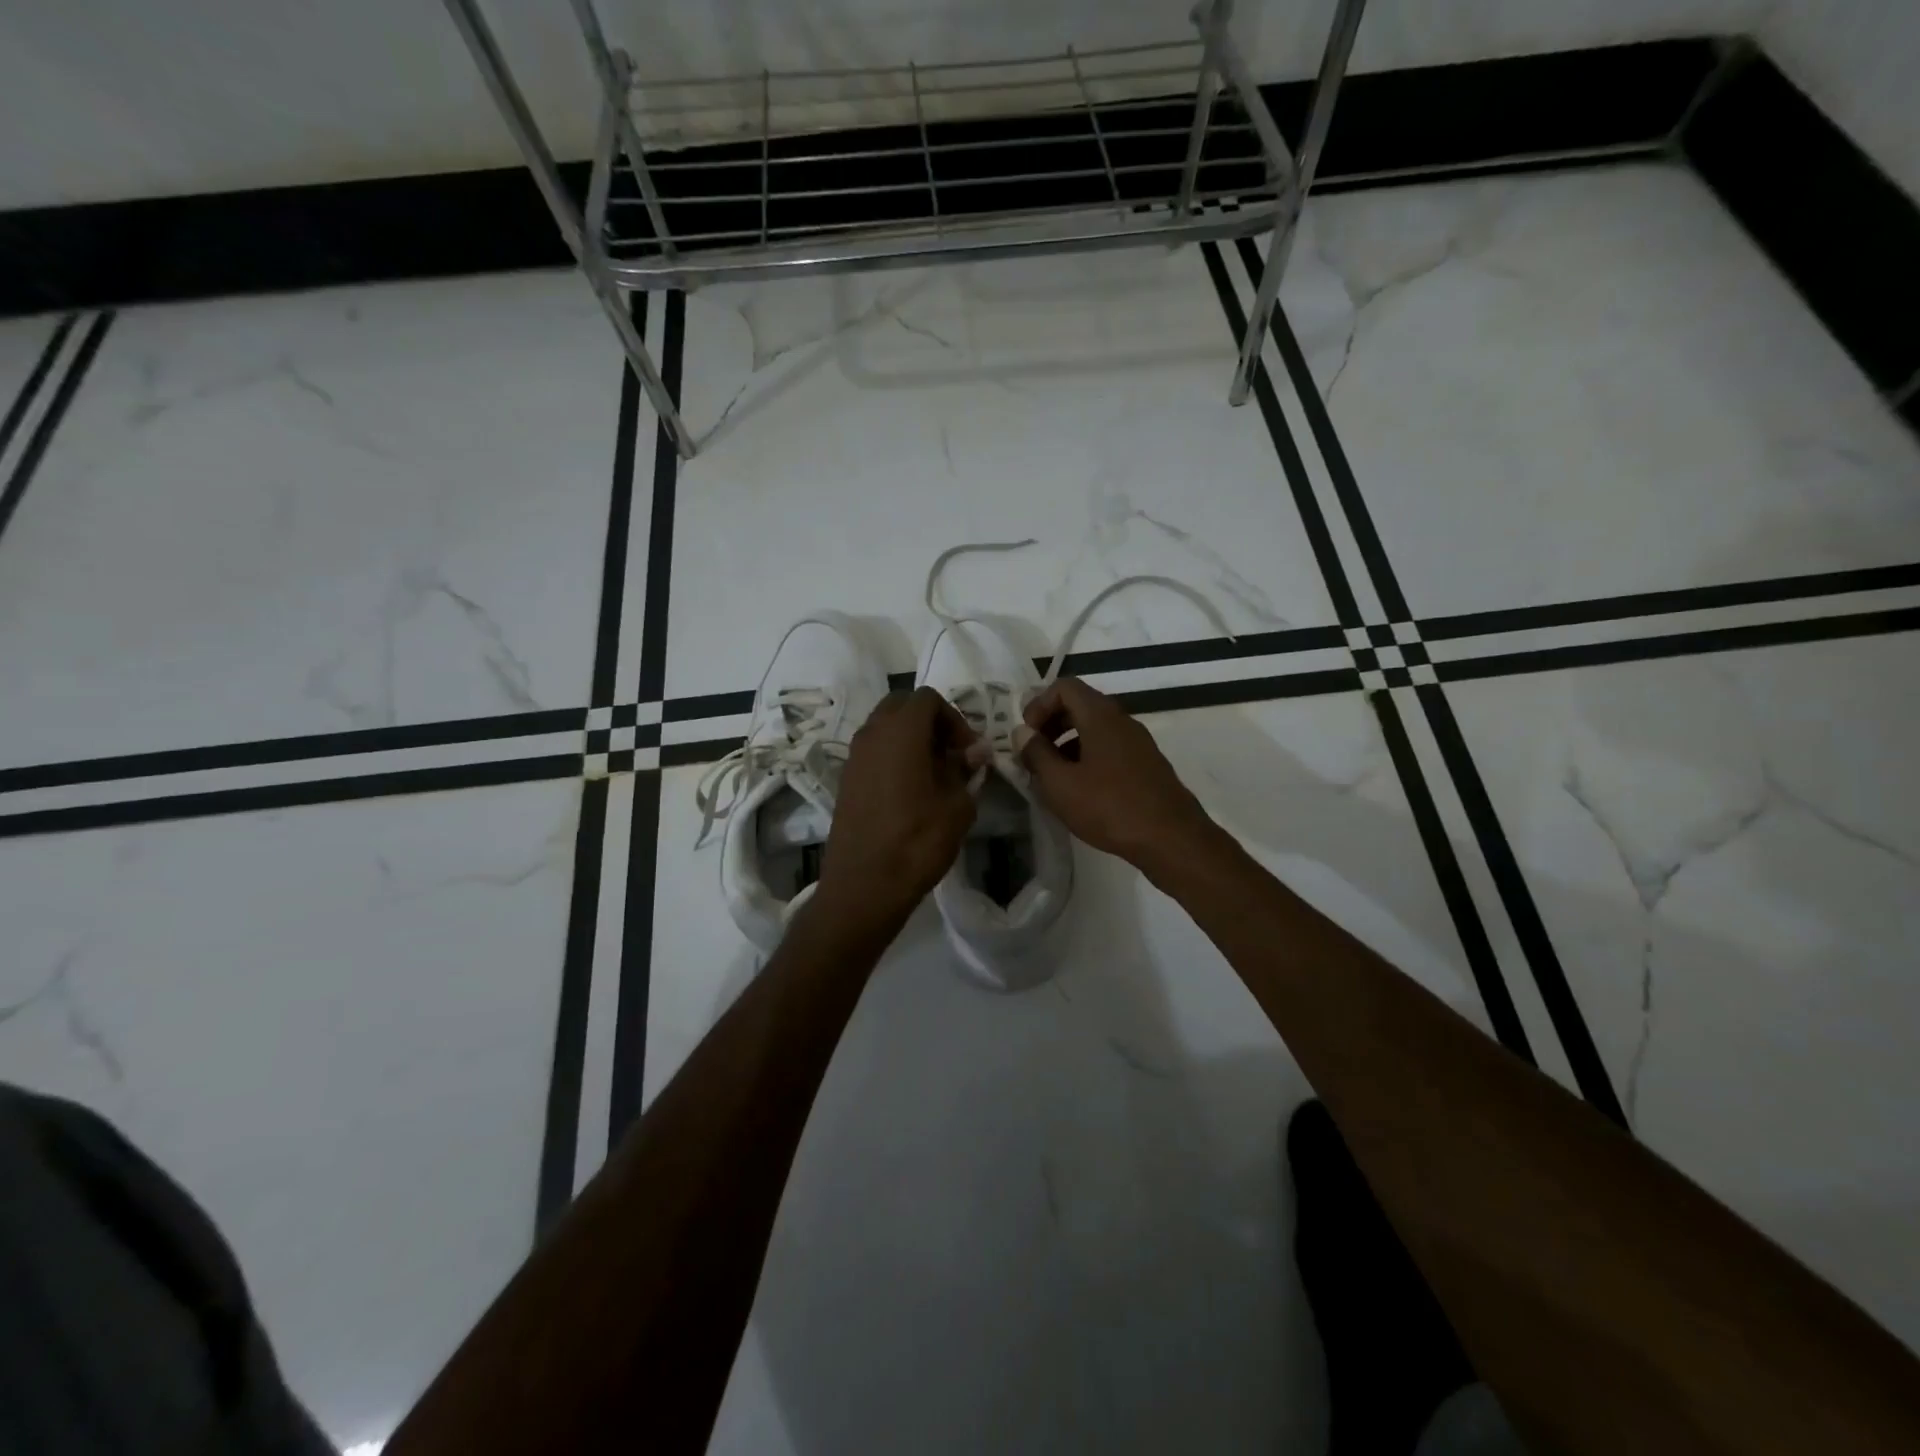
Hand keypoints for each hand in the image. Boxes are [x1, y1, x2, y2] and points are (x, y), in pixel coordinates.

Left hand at [815, 688, 977, 930]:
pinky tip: (911, 792)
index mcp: (900, 732)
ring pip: (884, 729)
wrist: (863, 886)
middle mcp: (871, 735)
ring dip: (911, 740)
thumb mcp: (957, 806)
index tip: (969, 751)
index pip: (928, 698)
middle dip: (930, 722)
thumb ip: (966, 770)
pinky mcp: (846, 781)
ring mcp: (854, 757)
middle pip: (902, 707)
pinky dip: (893, 758)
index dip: (954, 718)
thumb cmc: (917, 842)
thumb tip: (975, 752)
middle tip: (952, 754)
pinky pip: (873, 753)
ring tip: (934, 774)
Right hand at [1017, 678, 1219, 877]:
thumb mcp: (1060, 784)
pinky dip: (1088, 759)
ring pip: (1095, 730)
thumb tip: (1022, 733)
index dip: (1038, 705)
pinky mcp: (1147, 766)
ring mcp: (1138, 743)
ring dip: (1067, 745)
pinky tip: (1080, 792)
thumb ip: (1036, 754)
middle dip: (1051, 725)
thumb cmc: (1109, 807)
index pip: (1064, 687)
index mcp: (1101, 716)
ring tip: (1052, 778)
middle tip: (1034, 756)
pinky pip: (1110, 749)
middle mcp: (1122, 721)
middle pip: (1080, 705)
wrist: (1171, 839)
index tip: (1026, 736)